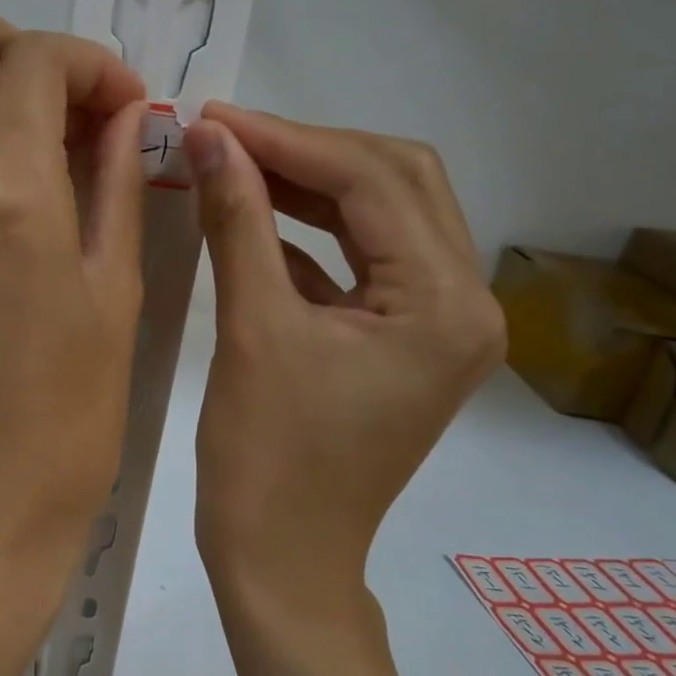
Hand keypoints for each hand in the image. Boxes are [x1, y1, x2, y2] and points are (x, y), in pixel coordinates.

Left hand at [0, 3, 146, 639]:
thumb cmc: (67, 423)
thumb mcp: (117, 299)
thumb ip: (117, 187)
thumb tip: (122, 117)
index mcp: (9, 195)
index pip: (35, 60)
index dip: (91, 62)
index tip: (122, 105)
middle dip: (21, 49)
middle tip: (68, 111)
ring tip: (29, 152)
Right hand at [184, 104, 503, 626]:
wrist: (281, 558)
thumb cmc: (266, 459)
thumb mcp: (251, 329)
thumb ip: (237, 222)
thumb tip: (210, 137)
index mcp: (445, 305)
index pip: (374, 182)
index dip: (290, 140)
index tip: (217, 118)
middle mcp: (465, 304)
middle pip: (396, 185)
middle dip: (309, 152)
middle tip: (229, 137)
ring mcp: (439, 325)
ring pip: (381, 219)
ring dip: (310, 187)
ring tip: (237, 164)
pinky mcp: (403, 341)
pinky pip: (363, 263)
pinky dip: (310, 235)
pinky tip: (254, 217)